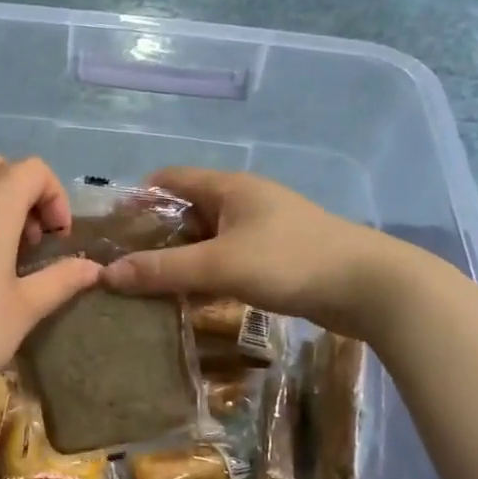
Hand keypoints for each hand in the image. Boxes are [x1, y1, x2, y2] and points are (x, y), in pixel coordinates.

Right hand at [101, 168, 390, 336]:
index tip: (110, 229)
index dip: (137, 198)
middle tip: (122, 266)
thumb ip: (164, 270)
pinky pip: (228, 259)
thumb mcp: (221, 265)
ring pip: (208, 239)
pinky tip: (192, 299)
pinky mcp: (277, 257)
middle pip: (186, 210)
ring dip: (181, 259)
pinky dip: (207, 274)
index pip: (169, 179)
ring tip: (148, 286)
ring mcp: (263, 229)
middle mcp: (243, 201)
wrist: (370, 287)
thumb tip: (107, 275)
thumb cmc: (291, 261)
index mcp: (229, 187)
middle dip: (154, 235)